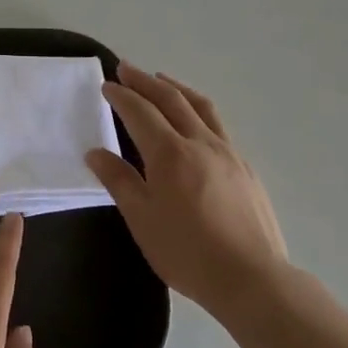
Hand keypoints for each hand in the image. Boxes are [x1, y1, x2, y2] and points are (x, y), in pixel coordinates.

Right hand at [85, 62, 288, 315]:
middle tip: (126, 68)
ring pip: (200, 106)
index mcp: (170, 153)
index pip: (140, 112)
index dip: (121, 96)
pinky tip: (195, 122)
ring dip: (176, 88)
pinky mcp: (245, 167)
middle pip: (171, 99)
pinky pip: (217, 125)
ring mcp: (228, 152)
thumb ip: (119, 181)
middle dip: (145, 81)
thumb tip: (96, 153)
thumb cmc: (187, 252)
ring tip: (162, 80)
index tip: (106, 84)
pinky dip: (198, 110)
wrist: (252, 278)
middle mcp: (200, 142)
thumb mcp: (142, 219)